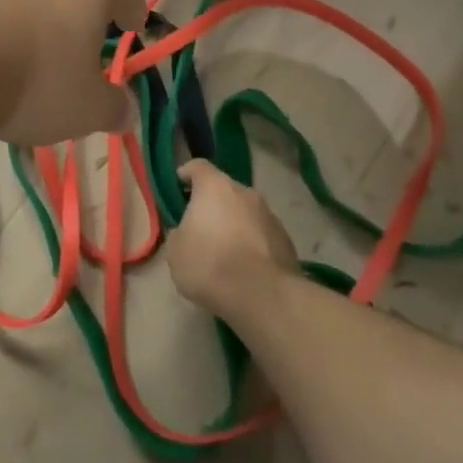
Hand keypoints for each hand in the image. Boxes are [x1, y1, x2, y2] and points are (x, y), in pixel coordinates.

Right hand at [168, 160, 297, 316]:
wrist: (261, 295)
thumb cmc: (209, 264)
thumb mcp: (175, 251)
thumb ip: (179, 233)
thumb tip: (187, 232)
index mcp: (214, 187)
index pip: (198, 166)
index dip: (186, 174)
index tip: (177, 186)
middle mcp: (245, 193)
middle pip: (224, 190)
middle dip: (212, 204)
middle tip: (199, 226)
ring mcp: (270, 215)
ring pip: (245, 212)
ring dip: (234, 224)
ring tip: (224, 250)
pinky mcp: (286, 240)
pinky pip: (261, 234)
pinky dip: (252, 243)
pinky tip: (244, 267)